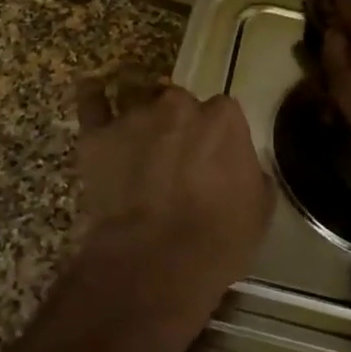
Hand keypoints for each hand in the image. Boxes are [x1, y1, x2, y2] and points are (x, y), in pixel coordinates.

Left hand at [50, 71, 274, 351]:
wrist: (156, 261)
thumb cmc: (217, 240)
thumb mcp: (259, 208)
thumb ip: (249, 172)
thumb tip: (239, 165)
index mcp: (223, 118)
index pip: (223, 112)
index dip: (216, 136)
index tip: (213, 157)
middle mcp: (179, 105)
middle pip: (180, 102)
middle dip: (179, 122)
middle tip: (176, 155)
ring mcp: (135, 116)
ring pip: (140, 100)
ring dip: (142, 114)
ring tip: (139, 138)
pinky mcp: (98, 135)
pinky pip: (92, 102)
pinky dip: (94, 94)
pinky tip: (94, 90)